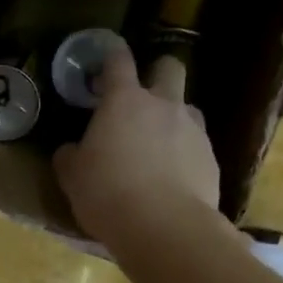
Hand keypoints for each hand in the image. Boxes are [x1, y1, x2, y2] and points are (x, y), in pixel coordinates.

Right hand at [53, 50, 220, 248]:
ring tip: (159, 146)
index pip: (118, 61)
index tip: (105, 58)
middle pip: (169, 68)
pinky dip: (185, 155)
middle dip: (157, 73)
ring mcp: (193, 130)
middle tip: (142, 96)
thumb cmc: (107, 194)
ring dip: (174, 118)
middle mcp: (163, 105)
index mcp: (123, 101)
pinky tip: (173, 180)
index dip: (111, 55)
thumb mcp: (73, 177)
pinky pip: (197, 146)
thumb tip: (71, 150)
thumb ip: (71, 156)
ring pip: (188, 107)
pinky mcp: (212, 159)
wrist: (164, 228)